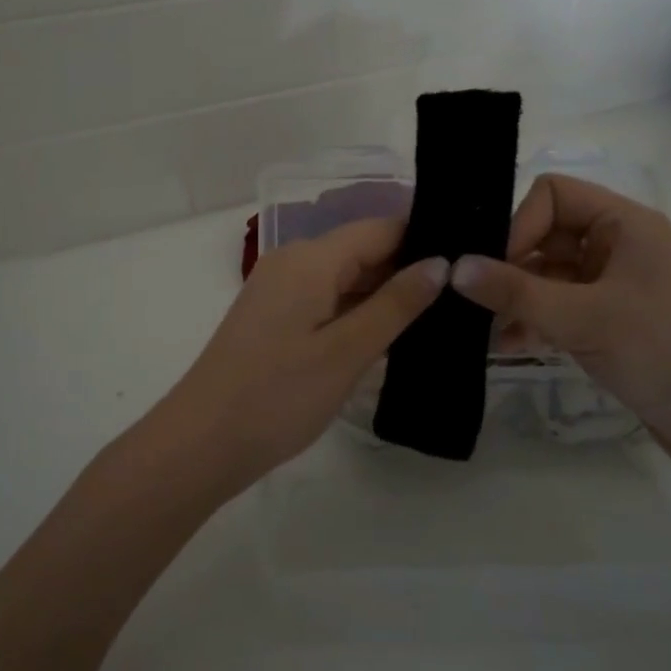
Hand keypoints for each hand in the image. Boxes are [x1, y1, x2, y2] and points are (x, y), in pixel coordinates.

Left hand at [163, 218, 446, 498]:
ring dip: (384, 295)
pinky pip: (326, 299)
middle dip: (408, 270)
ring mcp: (280, 289)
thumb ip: (396, 304)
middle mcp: (293, 261)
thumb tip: (441, 263)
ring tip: (440, 316)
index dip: (425, 240)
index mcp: (311, 258)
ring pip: (345, 277)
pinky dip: (357, 312)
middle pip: (363, 250)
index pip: (381, 228)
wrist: (201, 442)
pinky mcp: (274, 316)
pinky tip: (389, 334)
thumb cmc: (278, 395)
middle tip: (463, 298)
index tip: (469, 262)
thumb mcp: (347, 351)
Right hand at [449, 174, 670, 483]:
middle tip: (475, 302)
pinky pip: (560, 309)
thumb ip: (515, 291)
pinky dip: (534, 323)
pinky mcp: (612, 324)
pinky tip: (508, 348)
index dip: (519, 224)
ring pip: (548, 276)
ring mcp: (616, 287)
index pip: (553, 195)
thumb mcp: (583, 318)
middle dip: (510, 267)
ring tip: (486, 330)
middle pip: (546, 236)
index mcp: (625, 224)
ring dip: (517, 300)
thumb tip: (454, 267)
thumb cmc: (665, 352)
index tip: (495, 268)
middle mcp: (619, 247)